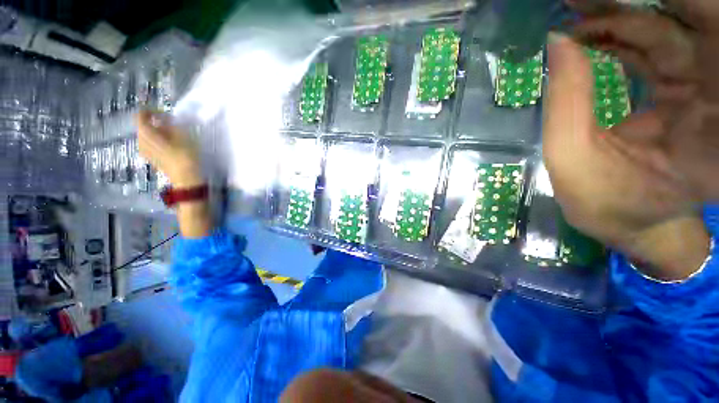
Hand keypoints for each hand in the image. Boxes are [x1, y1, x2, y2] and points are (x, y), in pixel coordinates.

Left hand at [136, 110, 203, 188]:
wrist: (186, 177)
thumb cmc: (185, 155)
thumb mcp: (183, 135)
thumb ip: (172, 124)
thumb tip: (167, 119)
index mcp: (146, 133)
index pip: (140, 115)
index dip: (151, 111)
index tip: (165, 113)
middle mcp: (140, 141)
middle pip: (144, 126)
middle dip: (157, 123)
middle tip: (172, 124)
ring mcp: (145, 151)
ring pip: (147, 135)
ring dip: (158, 132)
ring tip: (173, 135)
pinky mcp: (151, 158)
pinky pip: (150, 144)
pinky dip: (158, 140)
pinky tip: (171, 145)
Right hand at [569, 0, 718, 201]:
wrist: (629, 222)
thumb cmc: (603, 201)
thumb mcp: (571, 157)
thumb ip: (566, 102)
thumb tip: (558, 43)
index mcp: (704, 120)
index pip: (682, 37)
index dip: (636, 12)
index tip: (587, 0)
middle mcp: (710, 93)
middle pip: (678, 23)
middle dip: (625, 6)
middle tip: (576, 0)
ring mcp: (697, 89)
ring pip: (664, 29)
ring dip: (617, 17)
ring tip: (574, 13)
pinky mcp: (680, 90)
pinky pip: (653, 47)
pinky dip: (620, 36)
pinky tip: (589, 33)